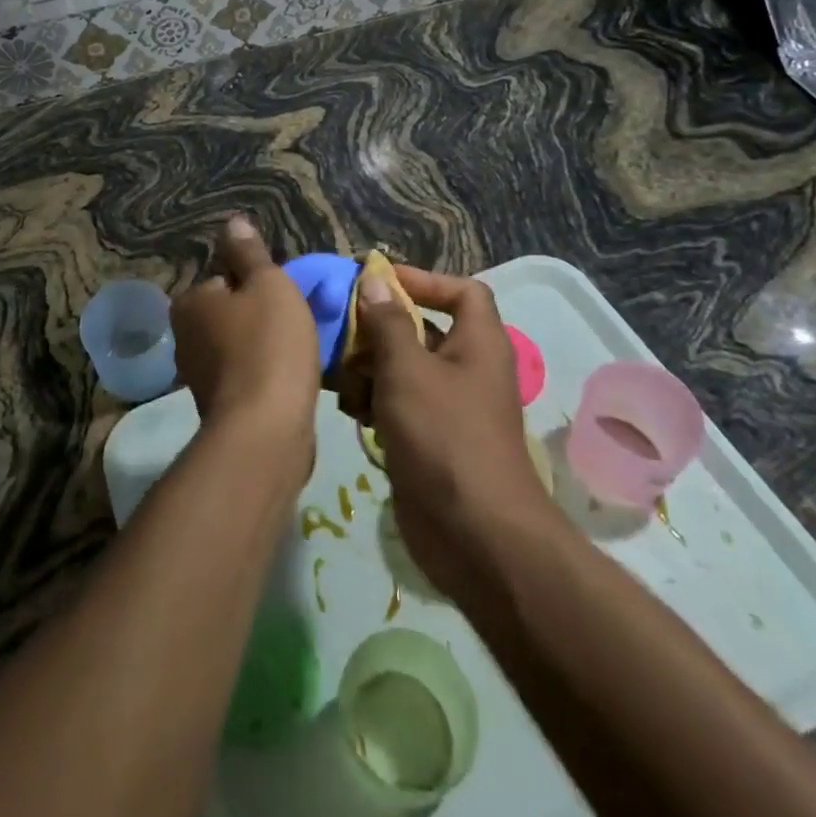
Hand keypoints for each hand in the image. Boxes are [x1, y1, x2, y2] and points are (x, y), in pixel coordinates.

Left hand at [171, 216, 320, 470]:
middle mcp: (184, 337)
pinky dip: (264, 375)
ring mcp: (198, 376)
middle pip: (232, 313)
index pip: (226, 280)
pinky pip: (246, 376)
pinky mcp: (217, 407)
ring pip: (239, 346)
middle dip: (261, 318)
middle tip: (295, 326)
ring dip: (265, 348)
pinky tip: (287, 382)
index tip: (284, 300)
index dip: (259, 286)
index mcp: (190, 302)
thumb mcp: (268, 284)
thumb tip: (233, 221)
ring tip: (298, 355)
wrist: (266, 430)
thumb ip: (250, 253)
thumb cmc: (268, 345)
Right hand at [355, 266, 544, 601]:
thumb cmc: (444, 436)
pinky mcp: (431, 440)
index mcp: (478, 343)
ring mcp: (450, 408)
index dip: (424, 280)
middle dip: (382, 327)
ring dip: (370, 366)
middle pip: (424, 329)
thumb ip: (387, 322)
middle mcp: (468, 369)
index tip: (379, 283)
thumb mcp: (408, 370)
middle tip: (342, 329)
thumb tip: (374, 281)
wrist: (475, 536)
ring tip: (337, 372)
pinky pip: (399, 405)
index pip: (462, 291)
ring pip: (405, 369)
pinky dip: (375, 401)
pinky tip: (348, 409)